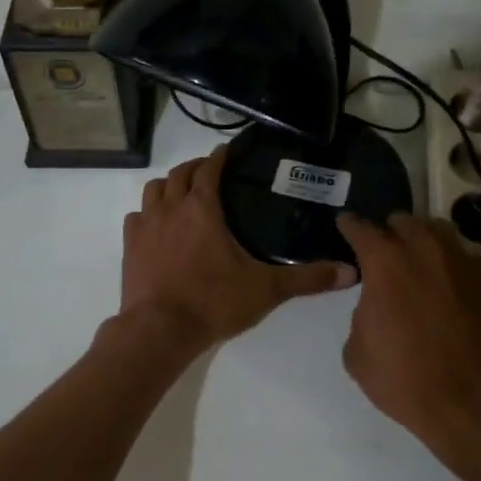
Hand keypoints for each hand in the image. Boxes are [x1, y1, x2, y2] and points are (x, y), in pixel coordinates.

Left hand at [120, 146, 353, 350]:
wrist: (160, 330)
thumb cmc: (214, 302)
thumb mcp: (266, 289)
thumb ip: (308, 279)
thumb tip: (351, 273)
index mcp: (202, 208)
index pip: (209, 169)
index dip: (219, 157)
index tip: (228, 151)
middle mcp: (171, 208)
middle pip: (179, 173)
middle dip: (195, 167)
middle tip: (210, 171)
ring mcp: (146, 226)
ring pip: (153, 189)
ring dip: (169, 185)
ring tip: (182, 193)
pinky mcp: (130, 246)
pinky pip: (136, 217)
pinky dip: (148, 212)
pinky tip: (157, 224)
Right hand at [337, 212, 480, 480]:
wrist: (472, 401)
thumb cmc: (405, 379)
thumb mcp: (357, 352)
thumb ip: (362, 315)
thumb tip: (376, 307)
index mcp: (386, 263)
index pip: (361, 229)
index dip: (350, 226)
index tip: (346, 224)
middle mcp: (425, 251)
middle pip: (405, 222)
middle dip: (392, 231)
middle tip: (388, 248)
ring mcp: (465, 262)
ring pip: (442, 233)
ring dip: (427, 241)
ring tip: (424, 258)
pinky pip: (476, 259)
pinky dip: (462, 265)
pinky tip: (459, 281)